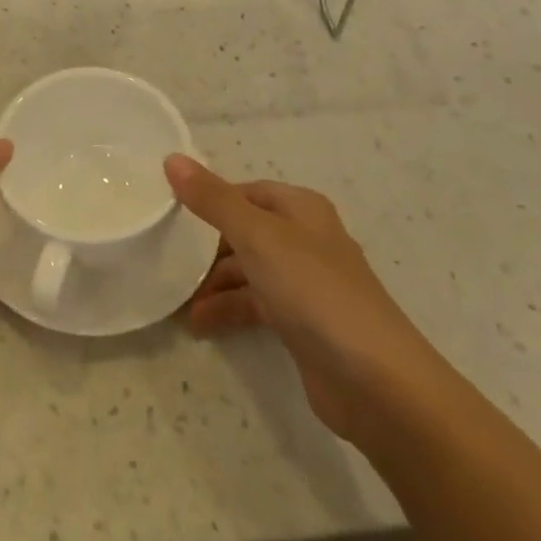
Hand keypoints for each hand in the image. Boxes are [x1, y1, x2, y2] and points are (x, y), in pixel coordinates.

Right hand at [167, 155, 435, 443]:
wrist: (375, 381)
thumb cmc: (314, 291)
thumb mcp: (257, 236)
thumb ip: (213, 200)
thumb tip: (172, 158)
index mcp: (301, 209)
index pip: (246, 191)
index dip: (210, 198)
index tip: (169, 211)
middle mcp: (305, 239)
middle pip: (245, 231)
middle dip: (206, 246)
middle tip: (165, 257)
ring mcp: (306, 284)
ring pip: (248, 271)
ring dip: (213, 284)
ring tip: (175, 301)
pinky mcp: (303, 324)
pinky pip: (256, 305)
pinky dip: (228, 311)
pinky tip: (199, 325)